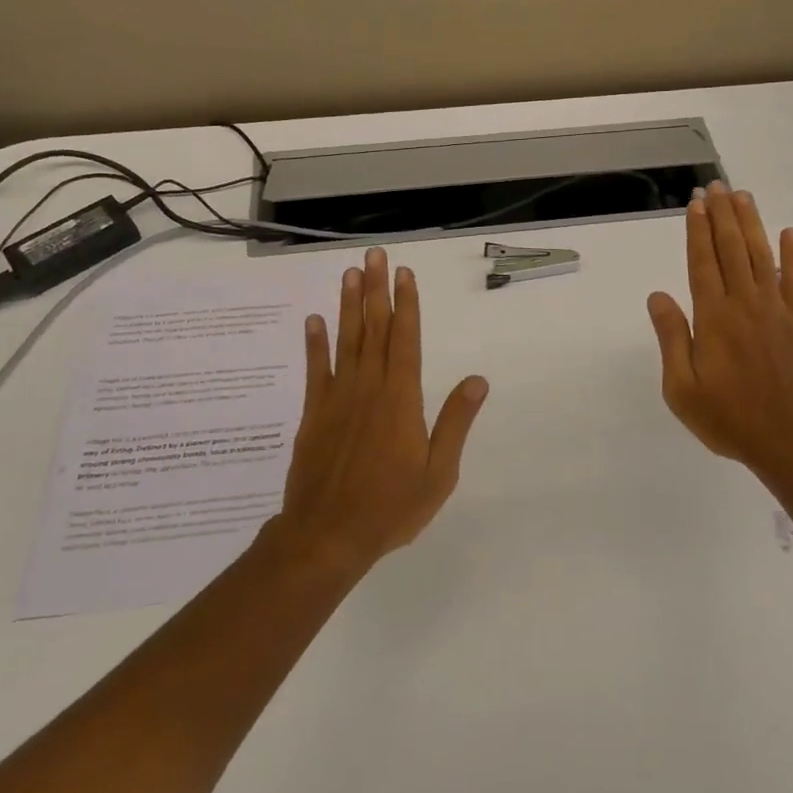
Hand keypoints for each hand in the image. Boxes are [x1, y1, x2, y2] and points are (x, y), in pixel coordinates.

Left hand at [272, 247, 488, 575]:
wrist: (327, 536)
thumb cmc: (391, 507)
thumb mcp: (438, 472)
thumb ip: (455, 422)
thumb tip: (478, 381)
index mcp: (401, 399)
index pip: (405, 340)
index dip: (406, 305)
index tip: (404, 274)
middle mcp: (368, 388)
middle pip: (374, 329)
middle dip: (376, 290)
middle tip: (373, 256)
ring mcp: (337, 399)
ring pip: (345, 341)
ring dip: (348, 305)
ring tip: (349, 274)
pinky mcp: (314, 414)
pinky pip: (315, 370)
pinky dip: (315, 344)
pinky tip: (314, 320)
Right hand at [647, 182, 792, 475]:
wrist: (791, 441)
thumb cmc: (728, 418)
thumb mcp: (682, 388)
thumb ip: (671, 338)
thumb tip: (658, 295)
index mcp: (714, 318)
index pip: (702, 262)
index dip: (698, 230)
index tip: (696, 203)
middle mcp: (746, 304)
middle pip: (732, 249)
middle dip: (723, 215)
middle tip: (717, 186)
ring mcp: (778, 311)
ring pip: (763, 256)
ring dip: (752, 224)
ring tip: (744, 196)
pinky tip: (789, 233)